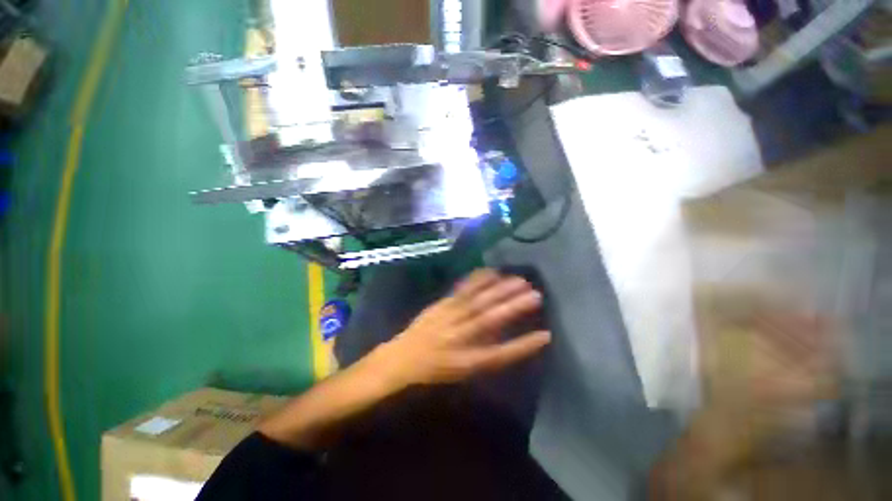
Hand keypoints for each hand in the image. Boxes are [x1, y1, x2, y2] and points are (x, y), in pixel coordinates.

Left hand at [377, 269, 550, 386]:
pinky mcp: (441, 305)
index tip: (545, 335)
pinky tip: (490, 272)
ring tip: (518, 280)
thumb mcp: (462, 371)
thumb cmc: (435, 369)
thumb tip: (508, 337)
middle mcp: (459, 338)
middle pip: (489, 321)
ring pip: (477, 302)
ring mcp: (448, 318)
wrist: (403, 358)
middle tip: (535, 294)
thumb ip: (486, 355)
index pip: (500, 355)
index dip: (522, 346)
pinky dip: (477, 280)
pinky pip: (461, 291)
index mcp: (467, 361)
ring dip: (498, 290)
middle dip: (513, 307)